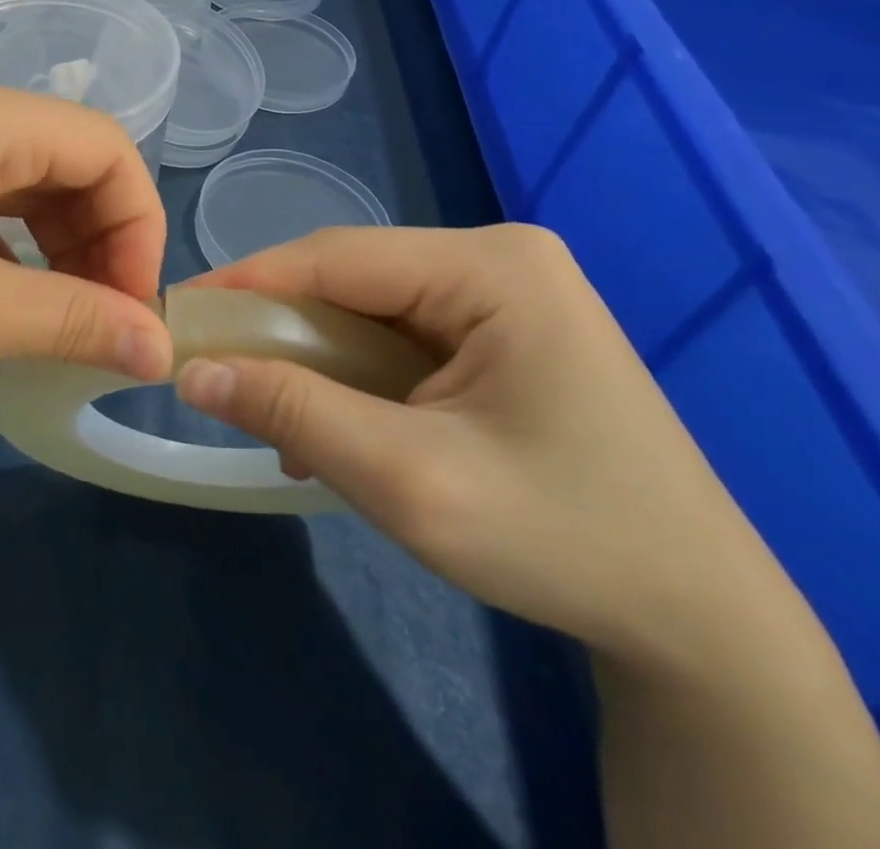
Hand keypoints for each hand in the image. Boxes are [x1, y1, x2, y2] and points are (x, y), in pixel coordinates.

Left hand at [0, 72, 172, 446]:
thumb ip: (74, 321)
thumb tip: (160, 346)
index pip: (108, 149)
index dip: (140, 227)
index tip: (133, 308)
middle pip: (66, 163)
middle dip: (98, 243)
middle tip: (96, 326)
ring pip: (20, 185)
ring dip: (52, 251)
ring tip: (49, 324)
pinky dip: (3, 250)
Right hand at [174, 224, 766, 665]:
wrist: (702, 623)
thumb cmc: (564, 541)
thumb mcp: (409, 481)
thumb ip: (294, 413)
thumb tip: (193, 371)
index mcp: (492, 268)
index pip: (335, 256)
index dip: (247, 282)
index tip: (176, 314)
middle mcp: (498, 259)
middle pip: (350, 278)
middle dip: (280, 328)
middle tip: (214, 370)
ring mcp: (506, 293)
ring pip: (368, 307)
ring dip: (314, 359)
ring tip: (272, 413)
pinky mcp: (504, 330)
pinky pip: (400, 334)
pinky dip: (354, 374)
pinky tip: (336, 428)